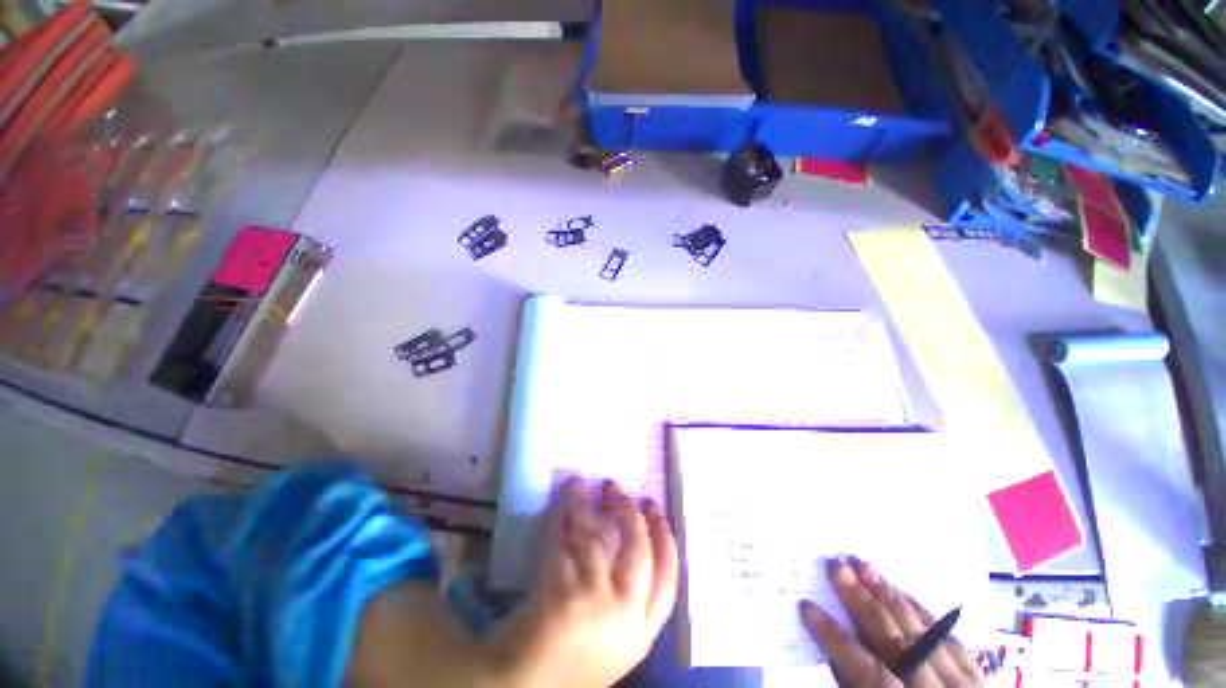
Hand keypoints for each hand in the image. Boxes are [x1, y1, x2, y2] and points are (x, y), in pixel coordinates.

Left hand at [490, 479, 678, 687]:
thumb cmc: (569, 663)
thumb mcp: (612, 638)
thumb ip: (626, 597)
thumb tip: (626, 537)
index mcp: (641, 632)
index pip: (668, 577)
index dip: (664, 536)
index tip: (655, 507)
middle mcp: (625, 615)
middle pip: (639, 550)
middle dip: (630, 513)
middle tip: (616, 488)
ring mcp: (594, 603)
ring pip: (597, 538)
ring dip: (587, 505)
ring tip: (580, 486)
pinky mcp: (562, 593)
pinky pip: (566, 540)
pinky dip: (564, 515)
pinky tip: (563, 499)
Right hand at [800, 560, 984, 687]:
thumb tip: (832, 652)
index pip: (866, 671)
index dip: (835, 639)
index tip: (808, 607)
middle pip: (898, 643)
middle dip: (863, 602)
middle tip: (837, 567)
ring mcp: (965, 687)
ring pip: (925, 634)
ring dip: (892, 598)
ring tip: (866, 566)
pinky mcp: (982, 679)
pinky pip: (951, 640)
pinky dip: (925, 615)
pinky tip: (904, 594)